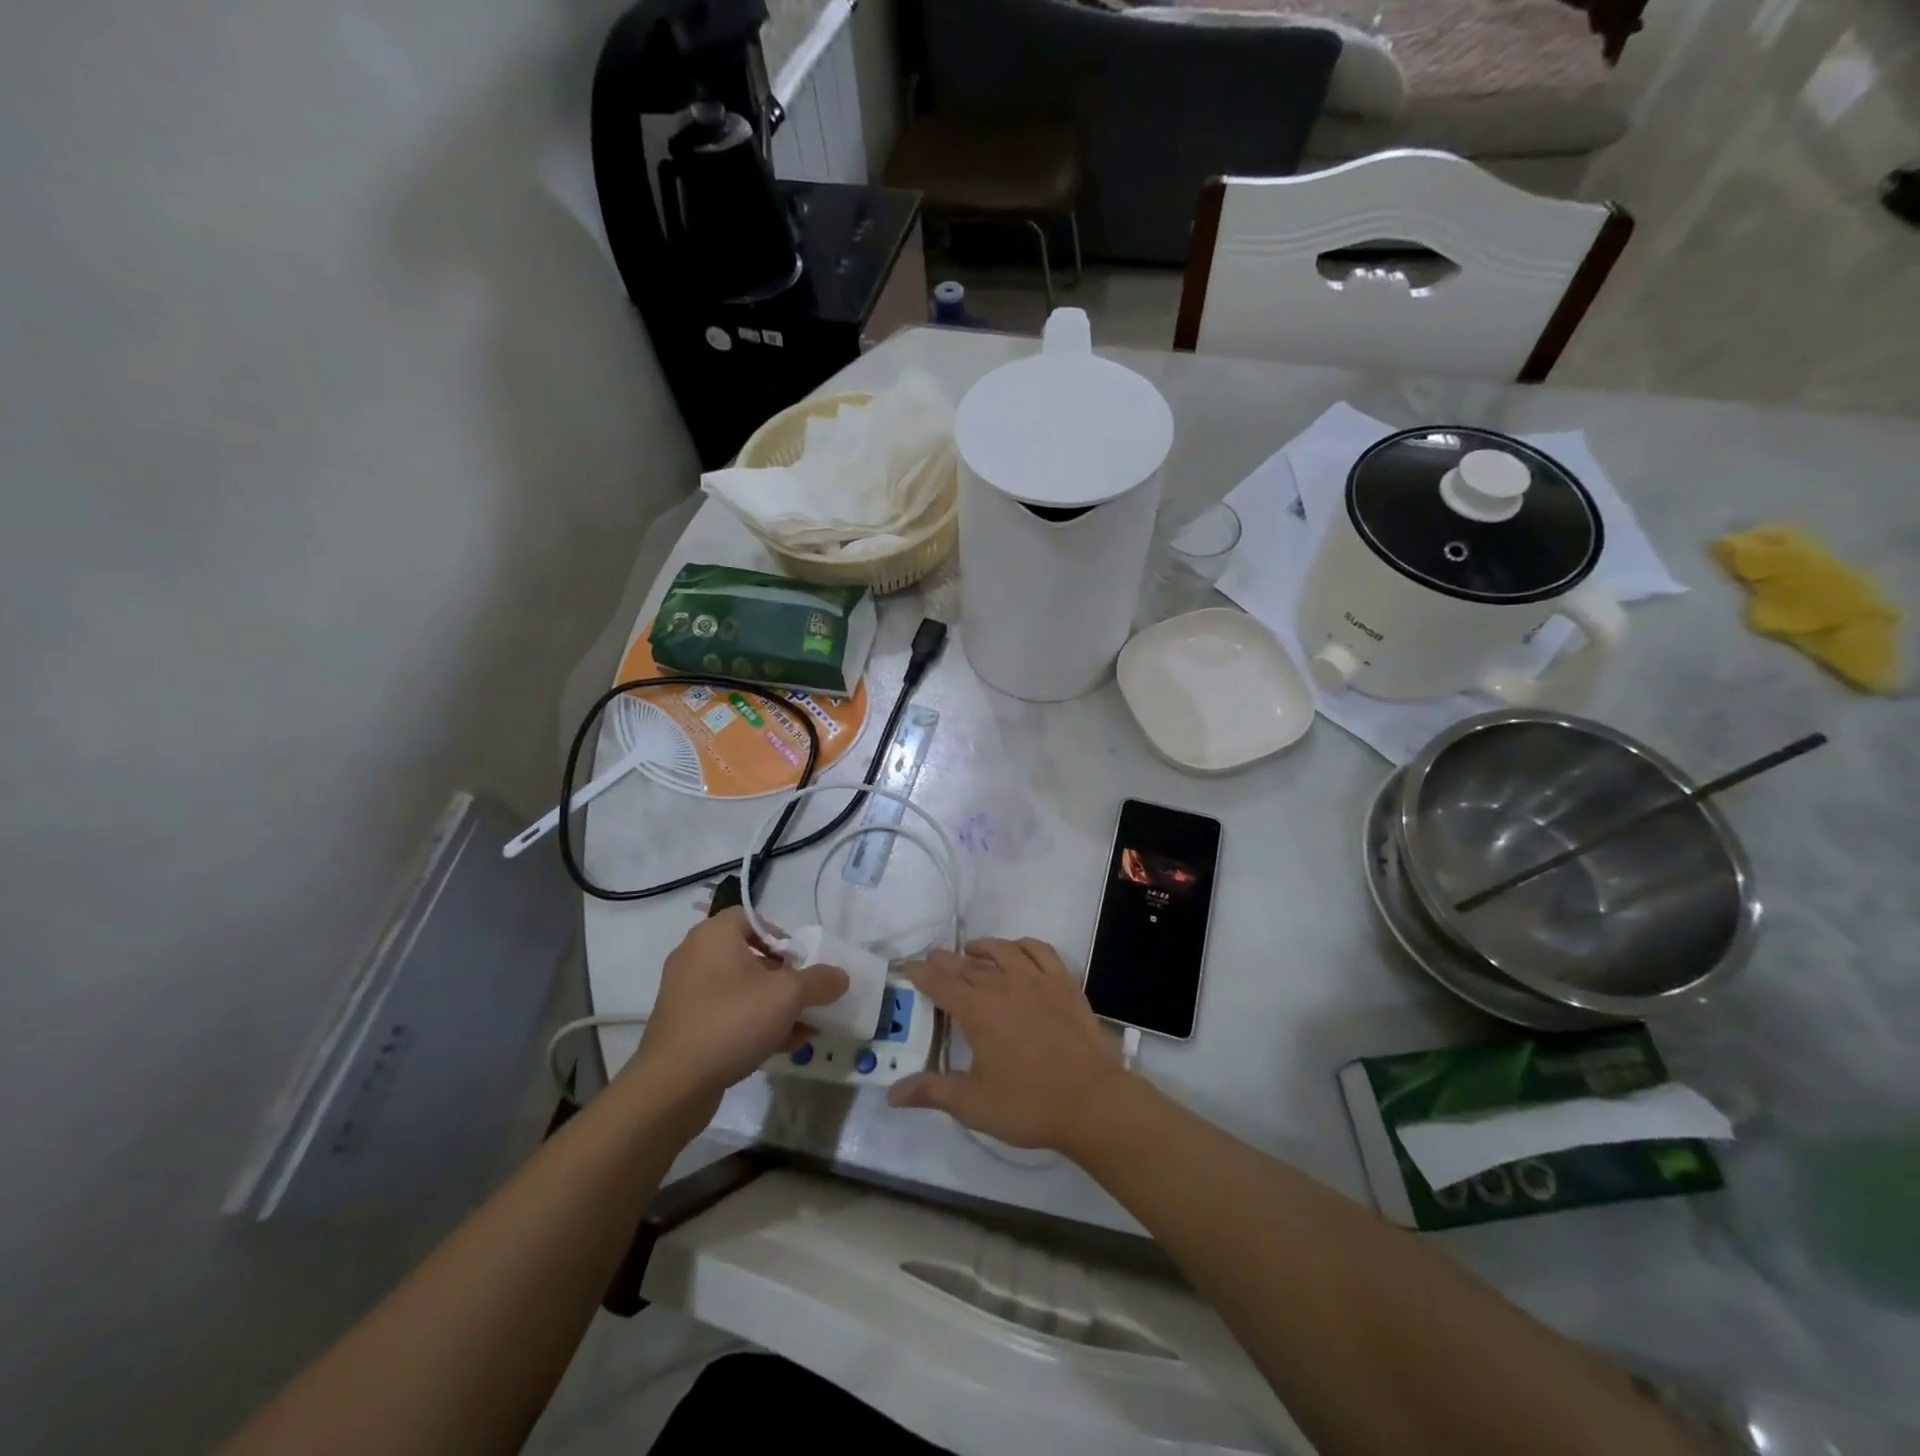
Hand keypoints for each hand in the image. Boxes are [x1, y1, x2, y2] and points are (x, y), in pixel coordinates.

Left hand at [625, 908, 848, 1120]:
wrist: (673, 1085)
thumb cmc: (732, 1021)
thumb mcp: (788, 995)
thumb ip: (820, 980)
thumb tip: (840, 976)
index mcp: (714, 935)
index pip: (753, 918)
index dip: (783, 934)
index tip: (804, 959)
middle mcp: (696, 956)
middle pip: (751, 955)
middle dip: (786, 976)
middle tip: (810, 993)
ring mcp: (687, 993)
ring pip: (742, 989)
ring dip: (775, 1004)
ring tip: (806, 1024)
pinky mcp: (685, 1026)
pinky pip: (727, 1014)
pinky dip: (754, 1023)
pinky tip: (785, 1044)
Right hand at [887, 938, 1125, 1149]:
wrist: (1091, 1101)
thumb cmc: (1028, 1104)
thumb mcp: (973, 1103)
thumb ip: (932, 1092)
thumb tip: (892, 1094)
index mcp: (977, 1011)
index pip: (941, 984)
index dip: (922, 974)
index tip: (909, 967)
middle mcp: (1004, 985)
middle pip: (968, 965)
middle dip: (946, 961)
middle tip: (933, 957)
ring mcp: (1037, 980)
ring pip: (1003, 951)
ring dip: (983, 947)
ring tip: (972, 951)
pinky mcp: (1064, 983)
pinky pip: (1041, 951)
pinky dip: (1024, 945)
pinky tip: (1019, 951)